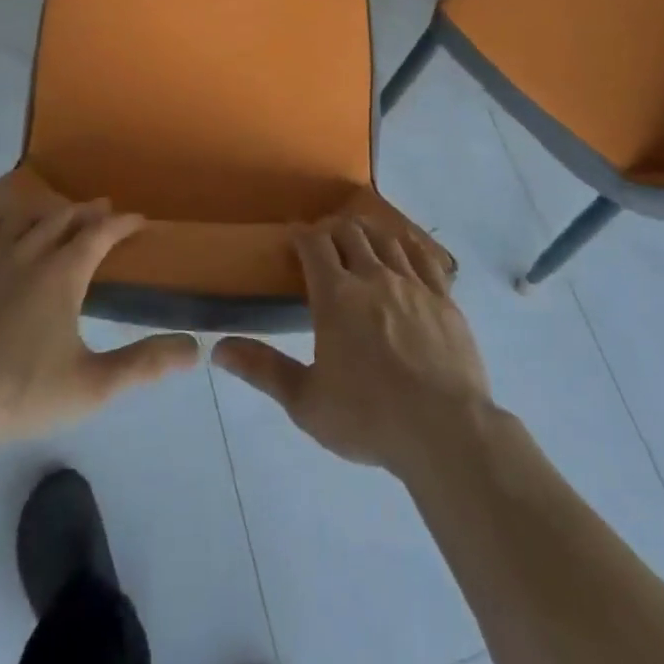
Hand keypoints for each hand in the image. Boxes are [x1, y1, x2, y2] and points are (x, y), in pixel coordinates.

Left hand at [0, 199, 199, 455]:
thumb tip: (194, 350)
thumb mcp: (93, 386)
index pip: (100, 234)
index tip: (139, 219)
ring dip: (45, 213)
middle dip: (87, 212)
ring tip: (56, 215)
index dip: (122, 223)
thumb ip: (144, 364)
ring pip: (21, 219)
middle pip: (62, 219)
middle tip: (102, 209)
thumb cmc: (21, 396)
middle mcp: (26, 253)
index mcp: (62, 274)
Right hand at [213, 216, 492, 482]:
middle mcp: (373, 277)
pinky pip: (424, 257)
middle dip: (332, 231)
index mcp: (336, 296)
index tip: (293, 237)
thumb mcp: (306, 401)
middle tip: (324, 244)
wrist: (445, 432)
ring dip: (368, 234)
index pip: (314, 244)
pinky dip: (408, 247)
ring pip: (386, 239)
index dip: (301, 234)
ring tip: (361, 242)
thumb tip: (218, 349)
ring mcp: (413, 284)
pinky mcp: (444, 299)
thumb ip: (263, 370)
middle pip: (350, 233)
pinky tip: (405, 252)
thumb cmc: (369, 418)